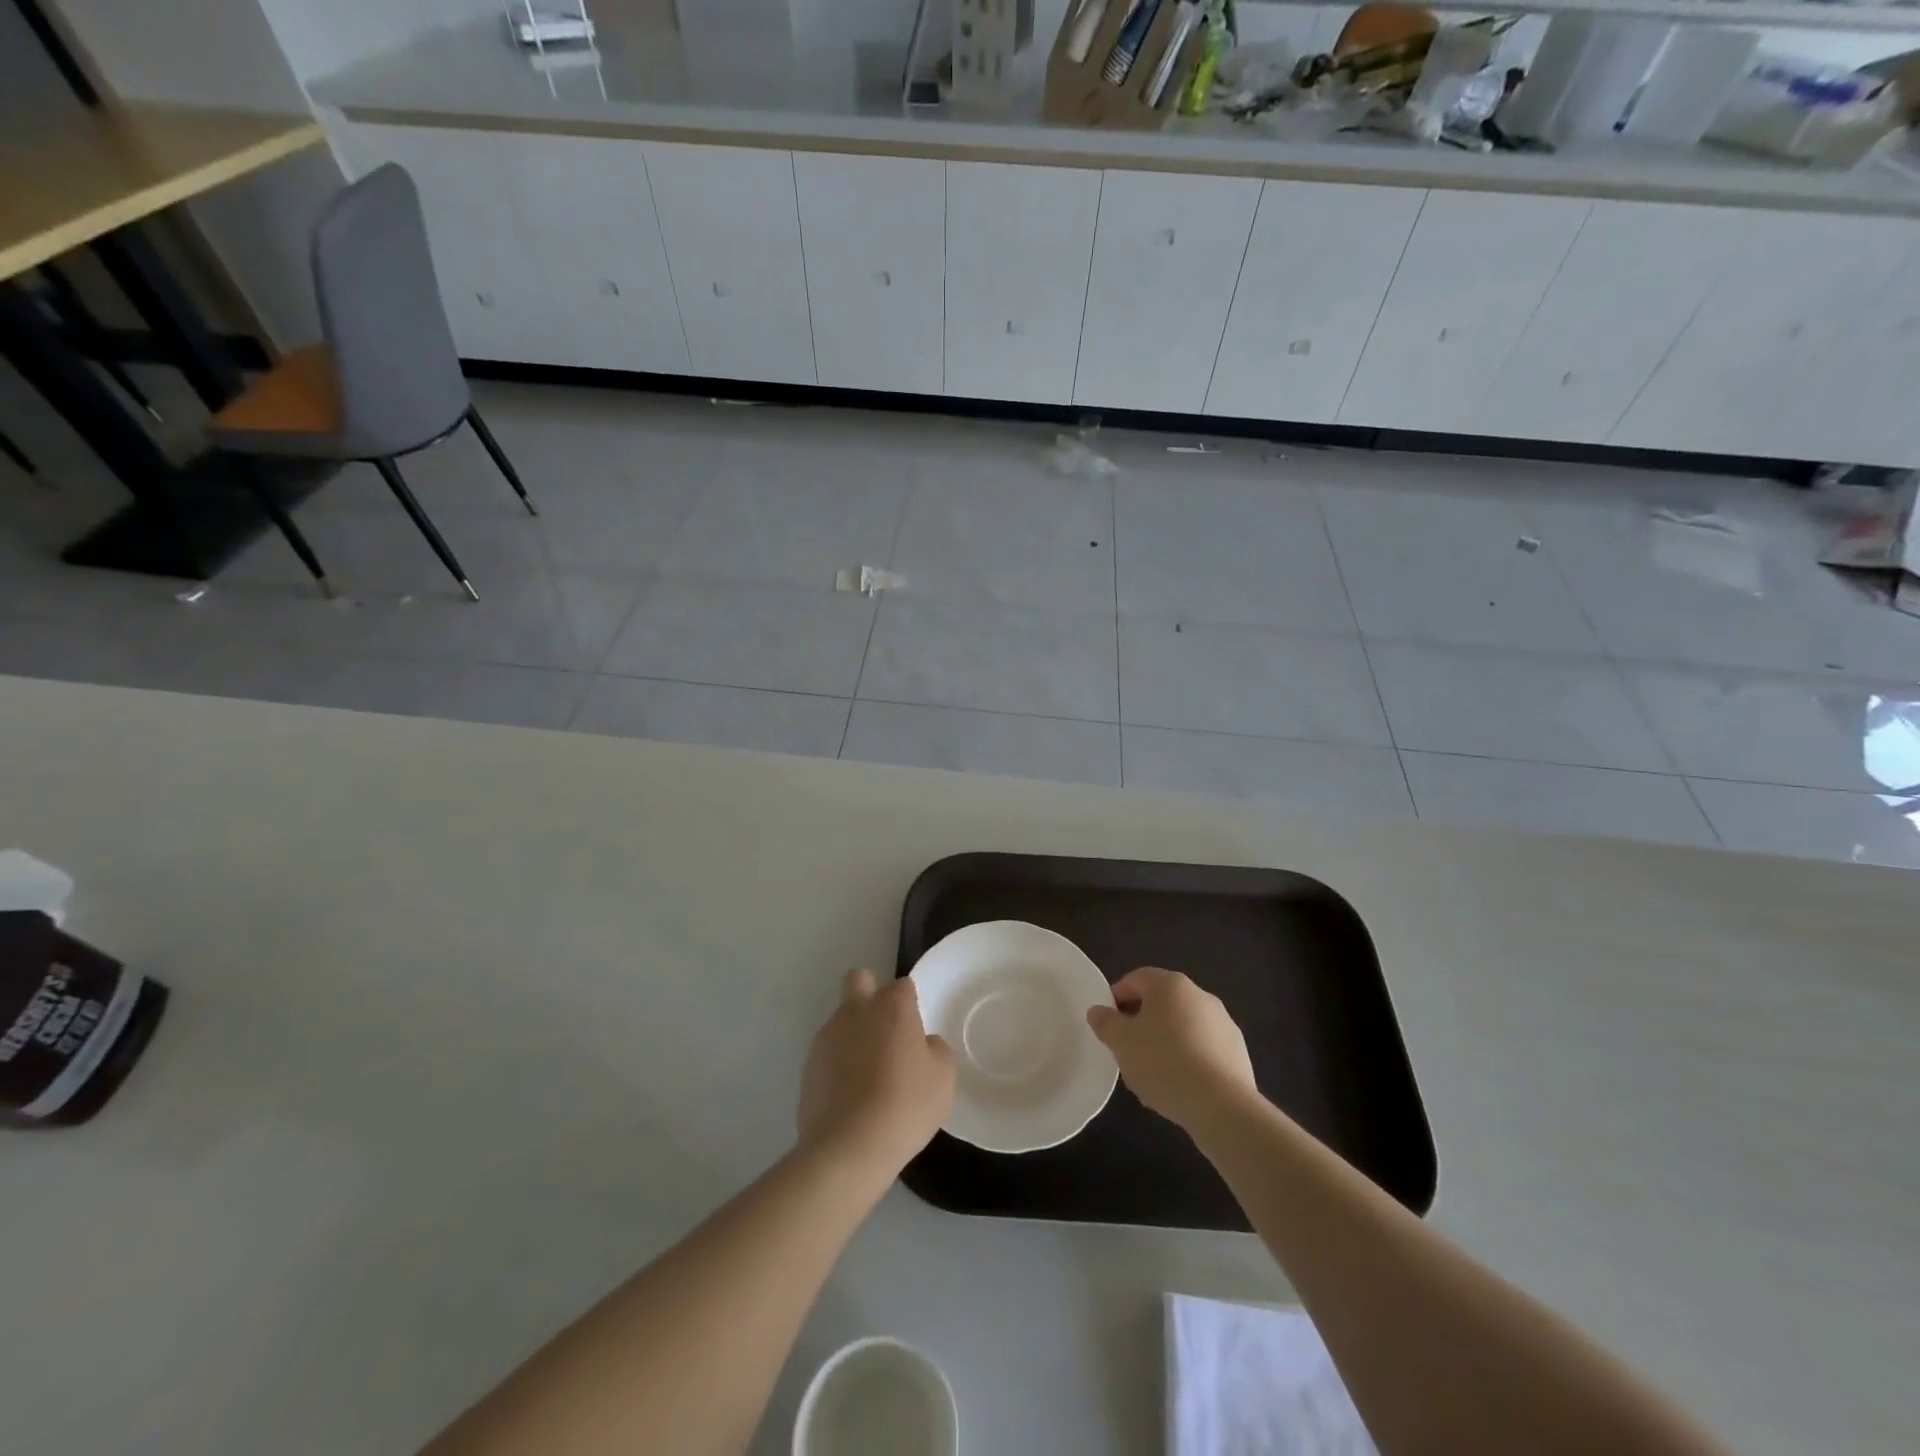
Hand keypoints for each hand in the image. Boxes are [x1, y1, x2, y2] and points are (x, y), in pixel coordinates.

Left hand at [798, 969, 955, 1182]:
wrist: (848, 1147)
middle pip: (860, 979)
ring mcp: (828, 1036)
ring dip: (854, 1032)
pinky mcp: (808, 1065)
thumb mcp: (942, 1078)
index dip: (910, 1003)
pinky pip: (828, 1051)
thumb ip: (935, 1049)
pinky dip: (839, 1062)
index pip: (902, 986)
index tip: (915, 1029)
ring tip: (868, 1073)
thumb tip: (923, 1043)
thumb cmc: (905, 1106)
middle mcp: (857, 1011)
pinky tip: (850, 1093)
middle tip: (885, 1029)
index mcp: (892, 1007)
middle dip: (871, 992)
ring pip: (842, 1017)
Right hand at [1087, 968, 1256, 1132]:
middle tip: (1127, 1050)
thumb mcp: (1121, 1042)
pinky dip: (1188, 1059)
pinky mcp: (1238, 1052)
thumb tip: (1098, 1011)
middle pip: (1161, 1002)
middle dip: (1141, 1022)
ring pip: (1183, 1026)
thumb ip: (1105, 1022)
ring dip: (1165, 1041)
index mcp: (1170, 984)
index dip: (1116, 998)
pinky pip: (1203, 1049)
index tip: (1108, 1025)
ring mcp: (1224, 1024)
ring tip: (1152, 1074)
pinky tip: (1179, 1085)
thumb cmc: (1163, 1063)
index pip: (1135, 979)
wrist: (1222, 1106)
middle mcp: (1200, 995)